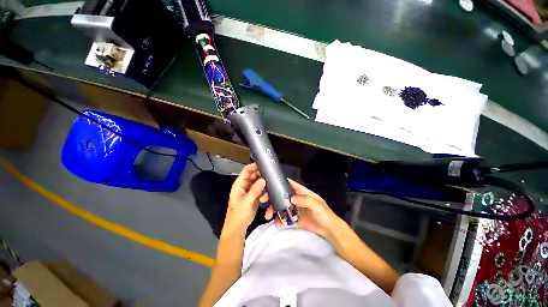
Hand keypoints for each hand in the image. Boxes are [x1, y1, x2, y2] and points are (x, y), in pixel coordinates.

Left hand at [223, 163, 265, 235]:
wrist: (238, 228)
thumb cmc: (238, 214)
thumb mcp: (246, 202)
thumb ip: (255, 190)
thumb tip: (263, 180)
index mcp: (239, 184)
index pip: (247, 170)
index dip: (254, 166)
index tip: (265, 165)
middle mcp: (245, 185)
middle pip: (254, 175)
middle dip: (262, 176)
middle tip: (271, 178)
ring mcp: (250, 190)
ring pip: (259, 183)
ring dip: (264, 186)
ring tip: (267, 193)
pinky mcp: (254, 196)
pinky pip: (261, 190)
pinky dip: (264, 192)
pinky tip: (265, 198)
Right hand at [266, 179, 338, 238]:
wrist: (329, 231)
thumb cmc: (324, 214)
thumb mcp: (317, 205)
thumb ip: (305, 200)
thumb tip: (291, 198)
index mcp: (302, 192)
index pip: (290, 184)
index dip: (281, 183)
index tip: (270, 183)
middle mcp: (297, 199)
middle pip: (283, 195)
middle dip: (273, 197)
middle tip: (263, 201)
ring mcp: (295, 209)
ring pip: (282, 206)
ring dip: (274, 210)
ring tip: (268, 216)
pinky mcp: (295, 218)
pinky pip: (285, 217)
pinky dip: (280, 220)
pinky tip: (277, 224)